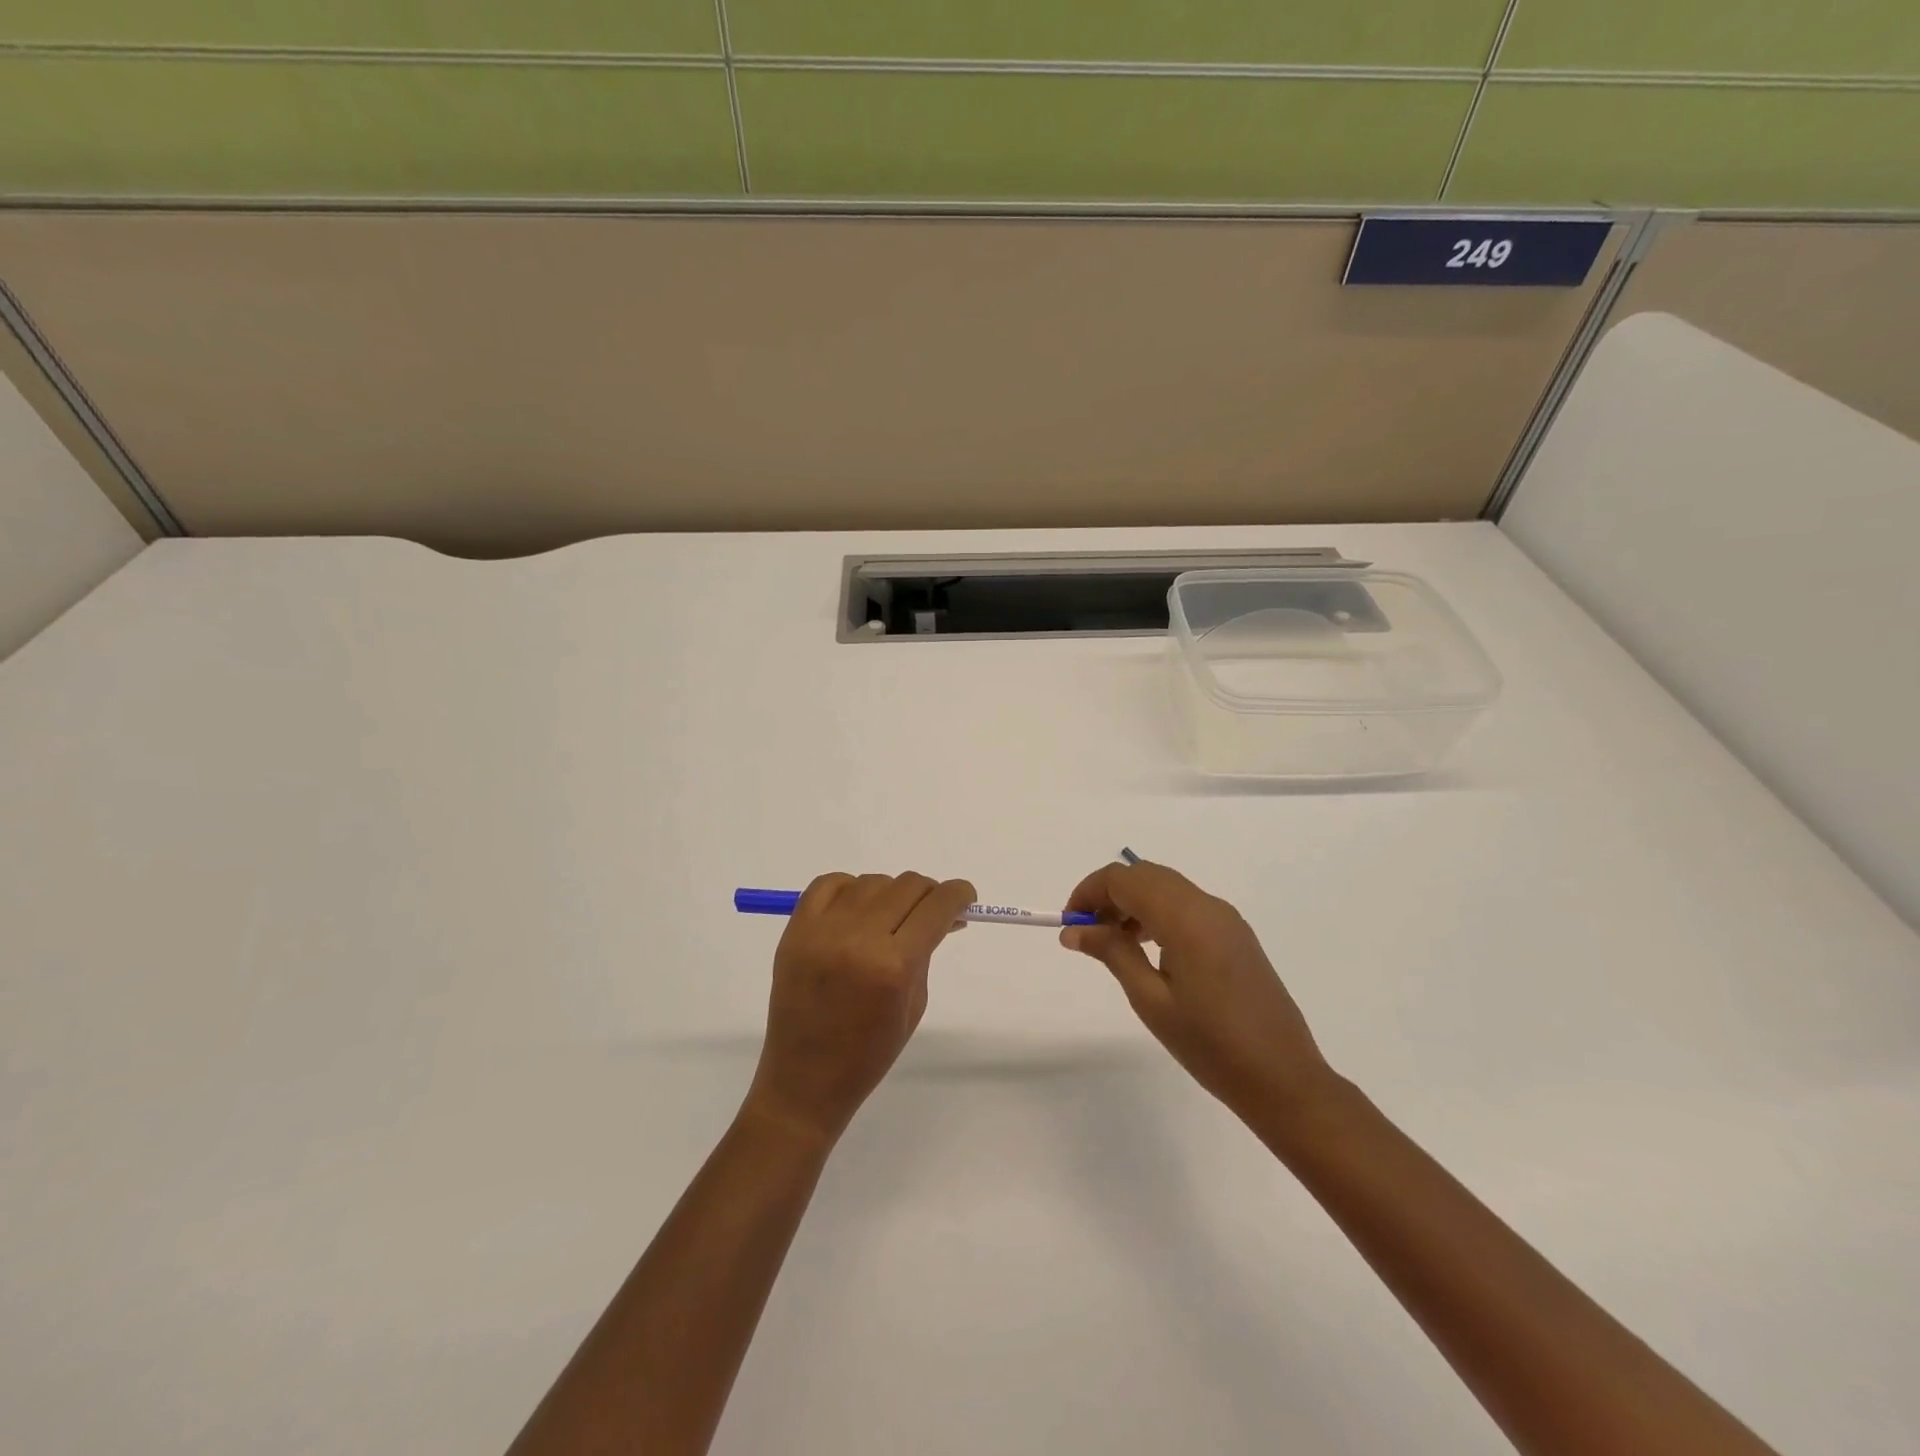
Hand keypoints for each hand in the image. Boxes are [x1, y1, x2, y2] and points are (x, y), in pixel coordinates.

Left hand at [744, 871, 975, 1145]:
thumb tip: (942, 914)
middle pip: (907, 885)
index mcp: (894, 966)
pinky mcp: (795, 930)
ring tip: (889, 919)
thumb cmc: (869, 1054)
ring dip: (890, 893)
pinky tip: (856, 909)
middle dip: (929, 894)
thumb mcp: (914, 1004)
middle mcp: (859, 939)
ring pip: (872, 882)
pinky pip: (828, 883)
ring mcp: (822, 931)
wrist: (805, 1080)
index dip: (958, 895)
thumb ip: (926, 951)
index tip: (965, 898)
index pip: (937, 906)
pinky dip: (849, 888)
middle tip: (931, 911)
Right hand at [1062, 859, 1336, 1123]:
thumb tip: (1074, 929)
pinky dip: (1158, 913)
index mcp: (1186, 918)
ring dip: (1133, 902)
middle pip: (1146, 875)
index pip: (1124, 878)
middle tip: (1087, 932)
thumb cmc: (1210, 1045)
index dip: (1089, 891)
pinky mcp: (1236, 935)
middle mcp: (1208, 906)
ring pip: (1167, 887)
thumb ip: (1112, 953)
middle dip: (1109, 894)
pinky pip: (1187, 905)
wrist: (1284, 1080)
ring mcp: (1227, 919)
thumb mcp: (1151, 1000)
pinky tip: (1148, 949)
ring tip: (1113, 943)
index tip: (1070, 922)